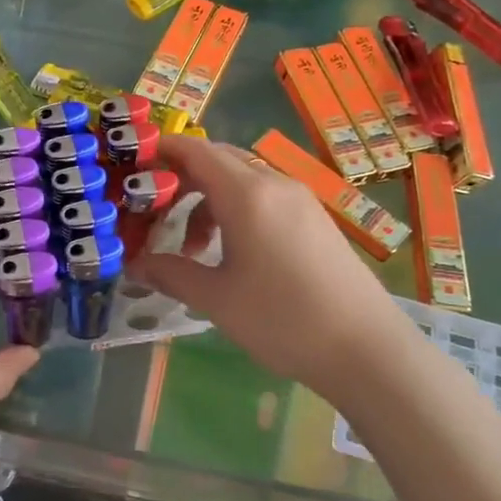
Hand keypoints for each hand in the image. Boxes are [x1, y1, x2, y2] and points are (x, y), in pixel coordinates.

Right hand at [133, 138, 408, 395]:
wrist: (366, 349)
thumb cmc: (282, 319)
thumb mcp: (215, 299)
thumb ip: (170, 273)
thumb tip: (134, 265)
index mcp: (247, 195)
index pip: (196, 151)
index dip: (162, 151)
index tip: (133, 165)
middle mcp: (275, 184)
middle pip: (219, 160)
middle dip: (181, 178)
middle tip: (153, 210)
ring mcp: (300, 200)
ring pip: (242, 179)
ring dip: (208, 200)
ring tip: (194, 247)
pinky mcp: (315, 219)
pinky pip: (265, 196)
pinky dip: (236, 210)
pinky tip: (232, 253)